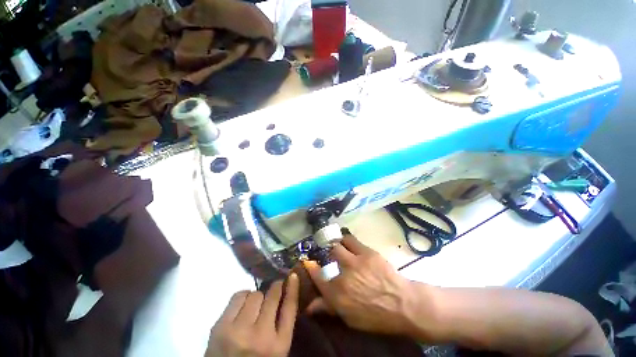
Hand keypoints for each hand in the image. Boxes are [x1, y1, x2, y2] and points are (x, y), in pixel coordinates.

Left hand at [206, 274, 298, 356]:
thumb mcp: (275, 350)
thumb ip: (281, 325)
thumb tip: (284, 294)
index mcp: (279, 346)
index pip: (289, 308)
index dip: (292, 288)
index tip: (293, 276)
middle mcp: (261, 336)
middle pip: (272, 297)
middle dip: (275, 289)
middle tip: (274, 288)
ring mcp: (239, 331)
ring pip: (255, 294)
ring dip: (257, 296)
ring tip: (254, 306)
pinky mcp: (221, 327)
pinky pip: (238, 296)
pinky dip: (243, 297)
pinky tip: (242, 307)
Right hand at [303, 235, 426, 335]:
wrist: (402, 303)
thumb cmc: (375, 315)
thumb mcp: (350, 318)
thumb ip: (328, 308)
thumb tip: (309, 306)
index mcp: (337, 294)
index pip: (317, 277)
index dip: (310, 267)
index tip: (308, 262)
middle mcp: (343, 275)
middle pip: (328, 257)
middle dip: (327, 256)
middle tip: (330, 256)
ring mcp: (354, 261)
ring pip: (337, 246)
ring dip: (336, 247)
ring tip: (339, 248)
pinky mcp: (366, 252)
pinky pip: (350, 239)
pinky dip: (346, 240)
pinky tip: (346, 242)